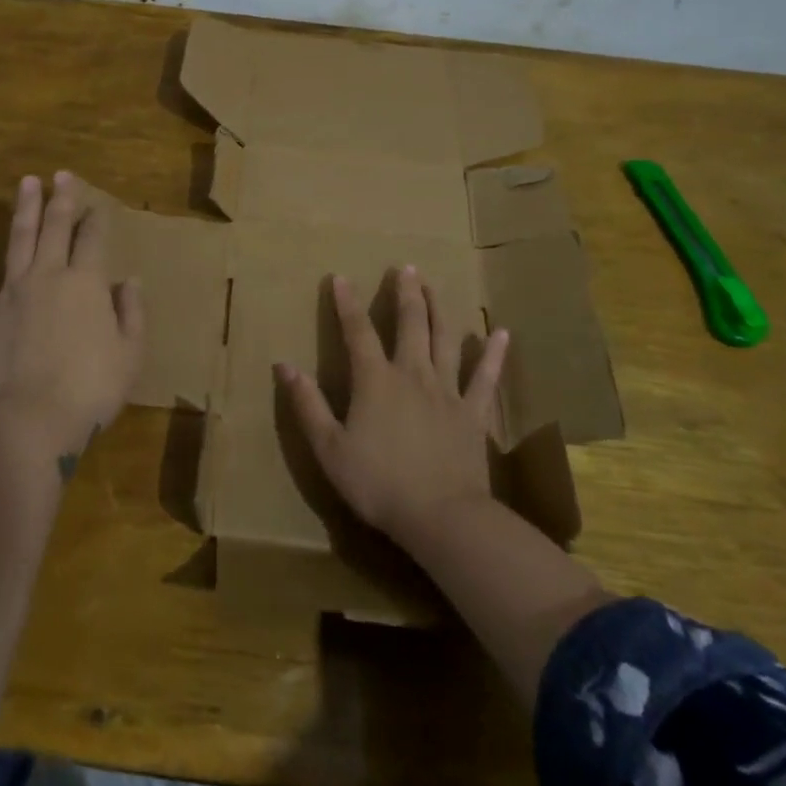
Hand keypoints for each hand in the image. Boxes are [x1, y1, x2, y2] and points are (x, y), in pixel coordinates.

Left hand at [0, 172, 144, 452]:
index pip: (94, 240)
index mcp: (87, 283)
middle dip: (61, 199)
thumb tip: (130, 281)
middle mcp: (49, 275)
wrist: (33, 419)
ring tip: (26, 183)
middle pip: (56, 228)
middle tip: (61, 175)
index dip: (98, 219)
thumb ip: (132, 313)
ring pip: (19, 241)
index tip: (99, 205)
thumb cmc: (91, 389)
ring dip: (24, 210)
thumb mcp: (131, 353)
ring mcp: (12, 292)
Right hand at [275, 266, 509, 546]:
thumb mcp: (329, 448)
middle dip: (405, 293)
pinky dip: (494, 355)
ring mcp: (447, 392)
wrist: (442, 518)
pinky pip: (485, 379)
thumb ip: (307, 404)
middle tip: (405, 268)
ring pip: (445, 340)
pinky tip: (501, 333)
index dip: (347, 303)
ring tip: (435, 286)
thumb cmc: (379, 484)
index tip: (340, 277)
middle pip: (409, 324)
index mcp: (375, 381)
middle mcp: (412, 374)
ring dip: (439, 309)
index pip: (357, 331)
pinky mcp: (473, 414)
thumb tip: (283, 365)